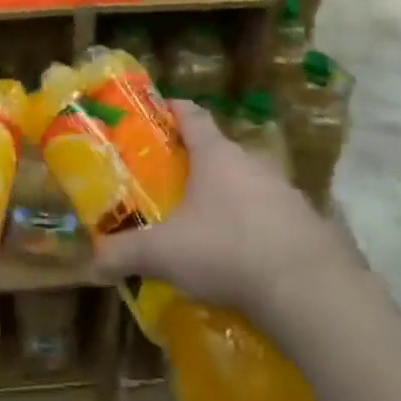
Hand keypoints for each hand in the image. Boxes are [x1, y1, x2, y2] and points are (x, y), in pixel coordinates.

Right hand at [90, 101, 363, 333]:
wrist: (309, 290)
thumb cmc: (227, 250)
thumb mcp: (165, 254)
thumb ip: (125, 254)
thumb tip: (91, 265)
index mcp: (216, 155)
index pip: (192, 115)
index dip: (174, 109)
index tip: (158, 111)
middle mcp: (253, 163)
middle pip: (220, 152)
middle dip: (197, 163)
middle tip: (173, 183)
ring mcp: (287, 192)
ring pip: (249, 184)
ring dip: (229, 198)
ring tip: (207, 225)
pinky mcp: (309, 225)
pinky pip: (274, 217)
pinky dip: (257, 228)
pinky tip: (245, 257)